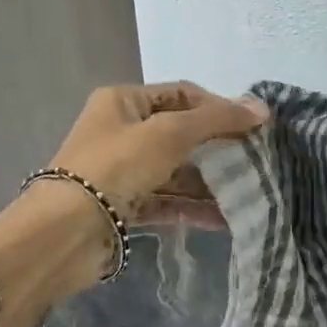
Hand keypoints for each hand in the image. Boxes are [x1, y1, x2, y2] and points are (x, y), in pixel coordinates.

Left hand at [0, 83, 266, 326]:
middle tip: (254, 161)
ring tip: (248, 193)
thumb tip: (261, 108)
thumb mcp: (169, 132)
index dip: (217, 107)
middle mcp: (122, 131)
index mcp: (123, 101)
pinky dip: (193, 208)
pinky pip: (167, 202)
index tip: (252, 126)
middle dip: (217, 147)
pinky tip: (226, 218)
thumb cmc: (116, 166)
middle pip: (180, 133)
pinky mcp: (124, 208)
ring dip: (209, 182)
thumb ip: (216, 120)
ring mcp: (122, 171)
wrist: (65, 232)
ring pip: (175, 171)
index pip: (181, 94)